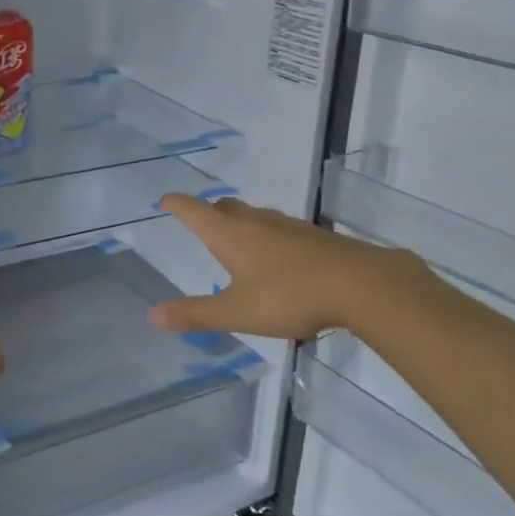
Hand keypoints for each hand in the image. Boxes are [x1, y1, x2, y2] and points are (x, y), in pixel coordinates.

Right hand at [146, 193, 413, 341]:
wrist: (361, 284)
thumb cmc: (290, 296)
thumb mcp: (237, 312)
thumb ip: (195, 314)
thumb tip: (153, 315)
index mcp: (230, 234)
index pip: (194, 211)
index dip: (177, 204)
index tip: (164, 200)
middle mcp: (256, 222)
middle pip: (225, 207)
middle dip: (209, 212)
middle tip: (200, 223)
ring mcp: (288, 226)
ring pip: (255, 216)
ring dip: (240, 223)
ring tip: (237, 243)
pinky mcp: (314, 237)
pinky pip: (279, 229)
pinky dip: (267, 237)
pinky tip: (277, 260)